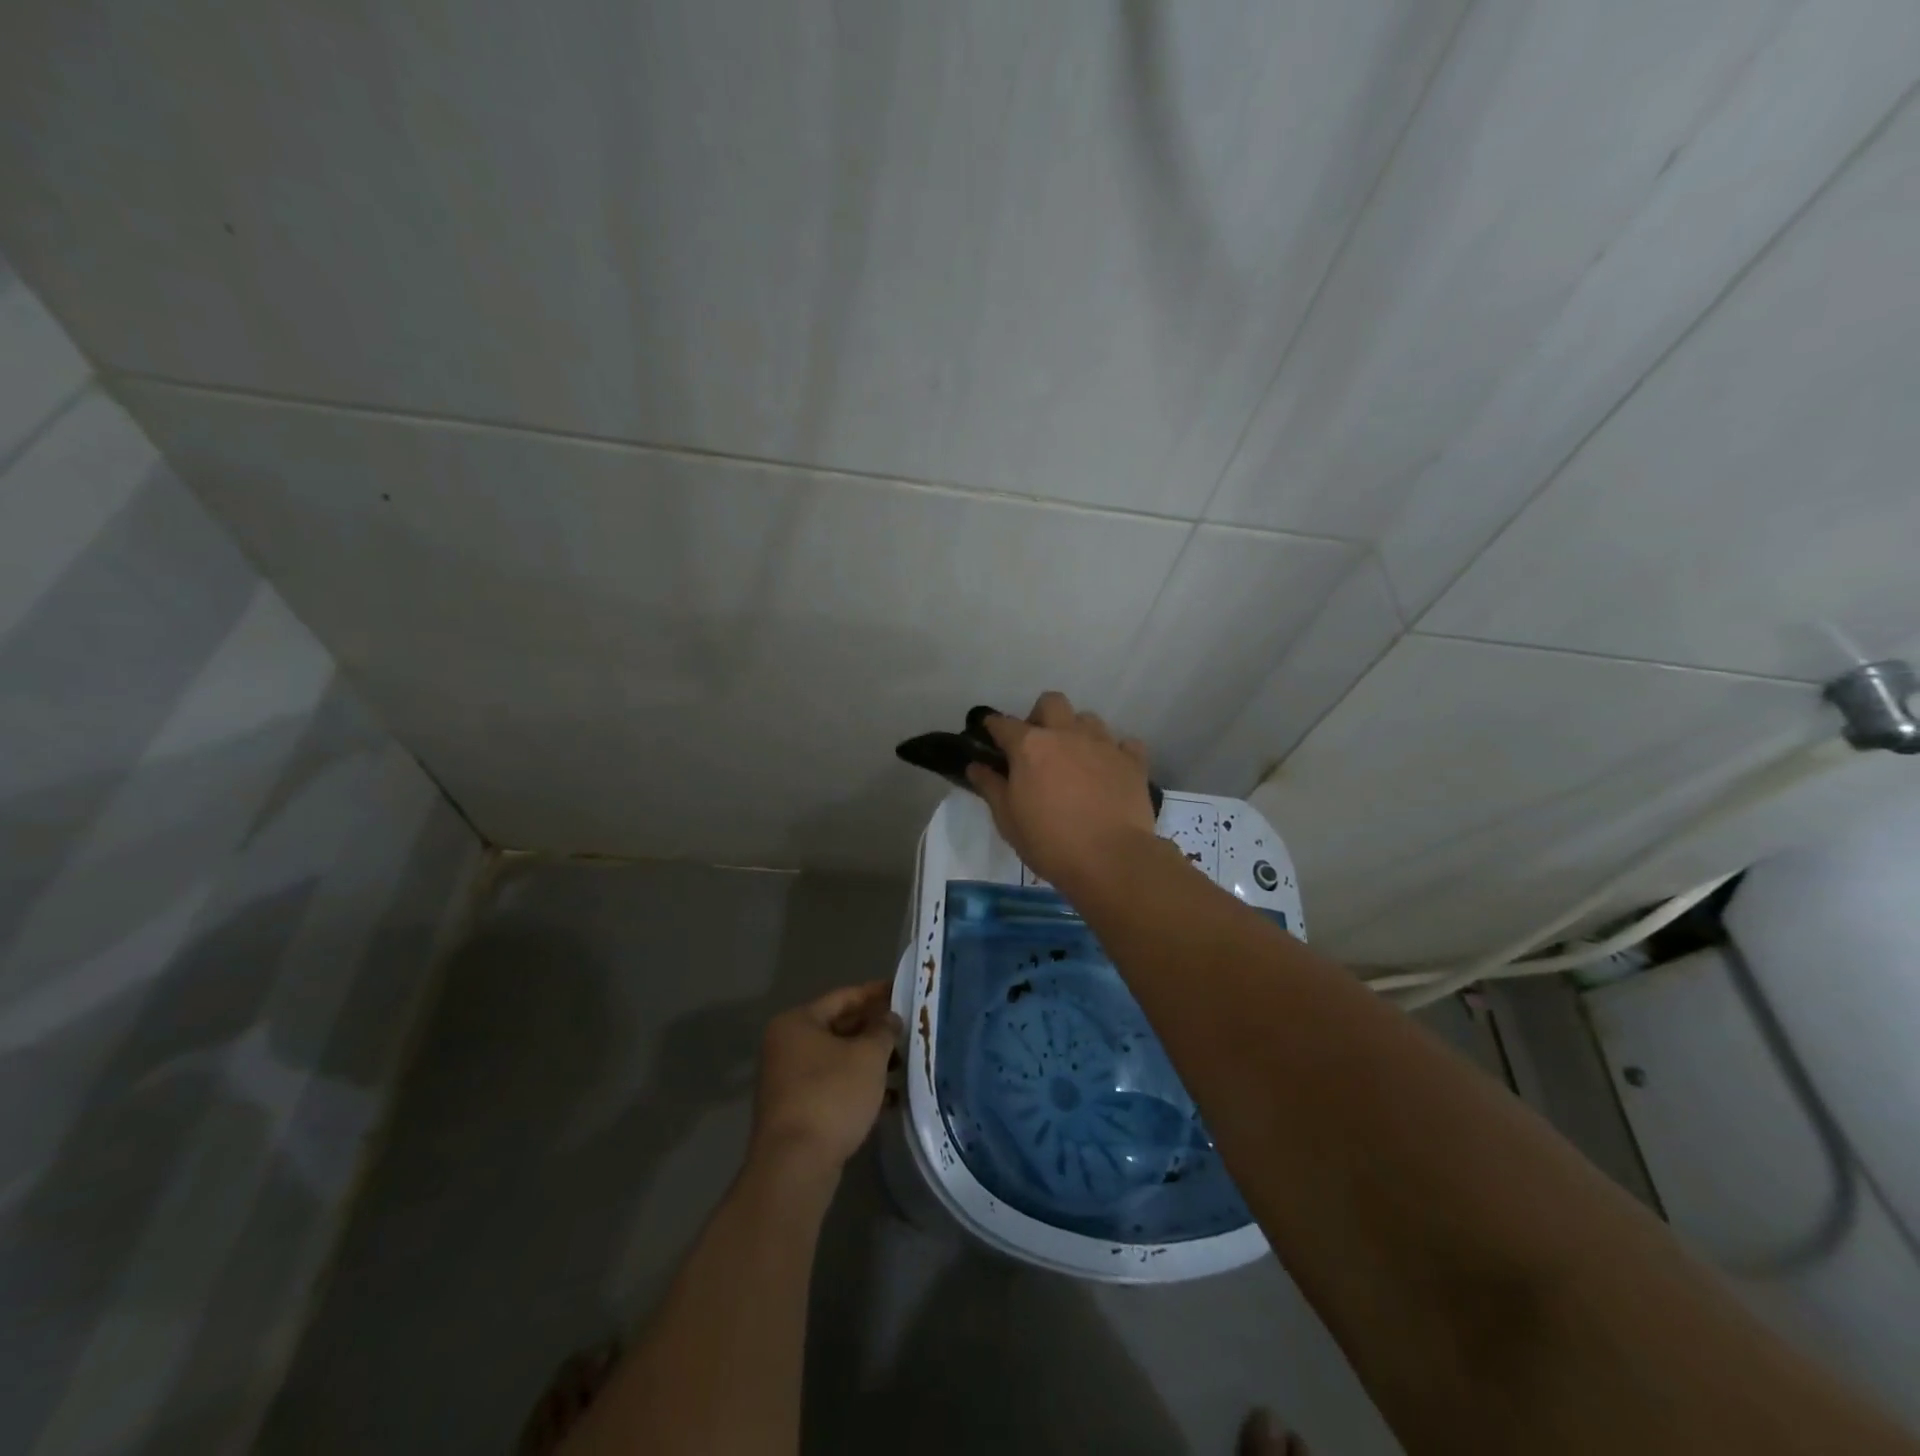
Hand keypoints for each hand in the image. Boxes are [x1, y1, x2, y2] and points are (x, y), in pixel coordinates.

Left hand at [749, 981, 900, 1177]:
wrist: (795, 1165)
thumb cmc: (831, 1096)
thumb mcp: (867, 1056)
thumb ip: (883, 1030)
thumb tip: (889, 1017)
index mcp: (797, 1022)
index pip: (843, 997)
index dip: (875, 993)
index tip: (903, 991)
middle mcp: (786, 1046)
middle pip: (838, 1027)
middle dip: (873, 1030)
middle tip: (907, 1029)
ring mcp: (788, 1080)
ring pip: (837, 1059)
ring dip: (868, 1060)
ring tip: (903, 1063)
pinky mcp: (795, 1110)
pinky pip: (832, 1085)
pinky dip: (857, 1086)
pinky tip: (888, 1097)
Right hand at [965, 691, 1159, 890]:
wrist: (1111, 859)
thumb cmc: (1050, 842)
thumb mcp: (1008, 820)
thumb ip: (991, 787)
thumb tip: (976, 766)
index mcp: (1030, 746)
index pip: (1003, 723)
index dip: (993, 727)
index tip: (990, 734)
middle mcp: (1066, 734)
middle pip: (1051, 702)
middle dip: (1040, 716)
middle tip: (1037, 745)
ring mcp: (1103, 744)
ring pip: (1088, 719)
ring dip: (1077, 732)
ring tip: (1075, 759)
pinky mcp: (1133, 761)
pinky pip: (1124, 743)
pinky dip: (1114, 752)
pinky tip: (1109, 770)